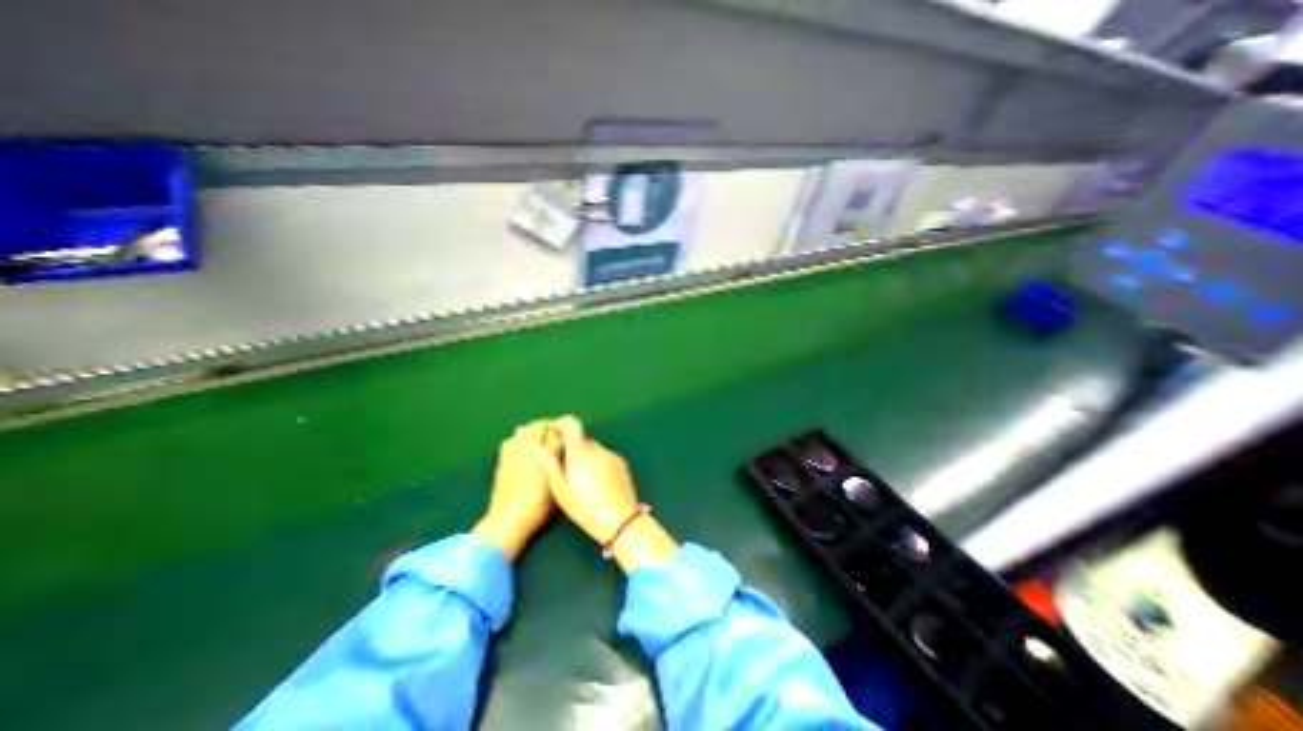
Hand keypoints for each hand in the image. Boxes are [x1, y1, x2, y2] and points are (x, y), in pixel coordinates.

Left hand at [474, 422, 565, 560]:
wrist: (508, 520)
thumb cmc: (538, 503)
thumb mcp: (556, 481)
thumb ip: (559, 457)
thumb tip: (564, 441)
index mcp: (540, 451)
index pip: (553, 428)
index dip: (563, 428)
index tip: (570, 433)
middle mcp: (525, 447)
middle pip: (538, 425)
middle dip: (549, 426)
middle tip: (559, 434)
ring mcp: (511, 452)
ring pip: (523, 430)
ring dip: (534, 430)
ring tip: (543, 439)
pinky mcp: (502, 460)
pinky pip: (511, 440)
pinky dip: (519, 439)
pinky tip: (524, 448)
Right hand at [550, 417, 677, 570]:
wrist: (620, 520)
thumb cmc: (585, 508)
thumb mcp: (560, 490)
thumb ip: (548, 464)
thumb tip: (533, 445)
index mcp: (580, 452)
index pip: (571, 423)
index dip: (561, 424)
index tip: (553, 435)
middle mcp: (597, 448)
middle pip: (581, 439)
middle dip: (571, 447)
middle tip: (562, 467)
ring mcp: (611, 454)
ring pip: (593, 449)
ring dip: (584, 456)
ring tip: (579, 479)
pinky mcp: (621, 463)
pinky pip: (604, 456)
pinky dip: (597, 463)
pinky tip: (595, 482)